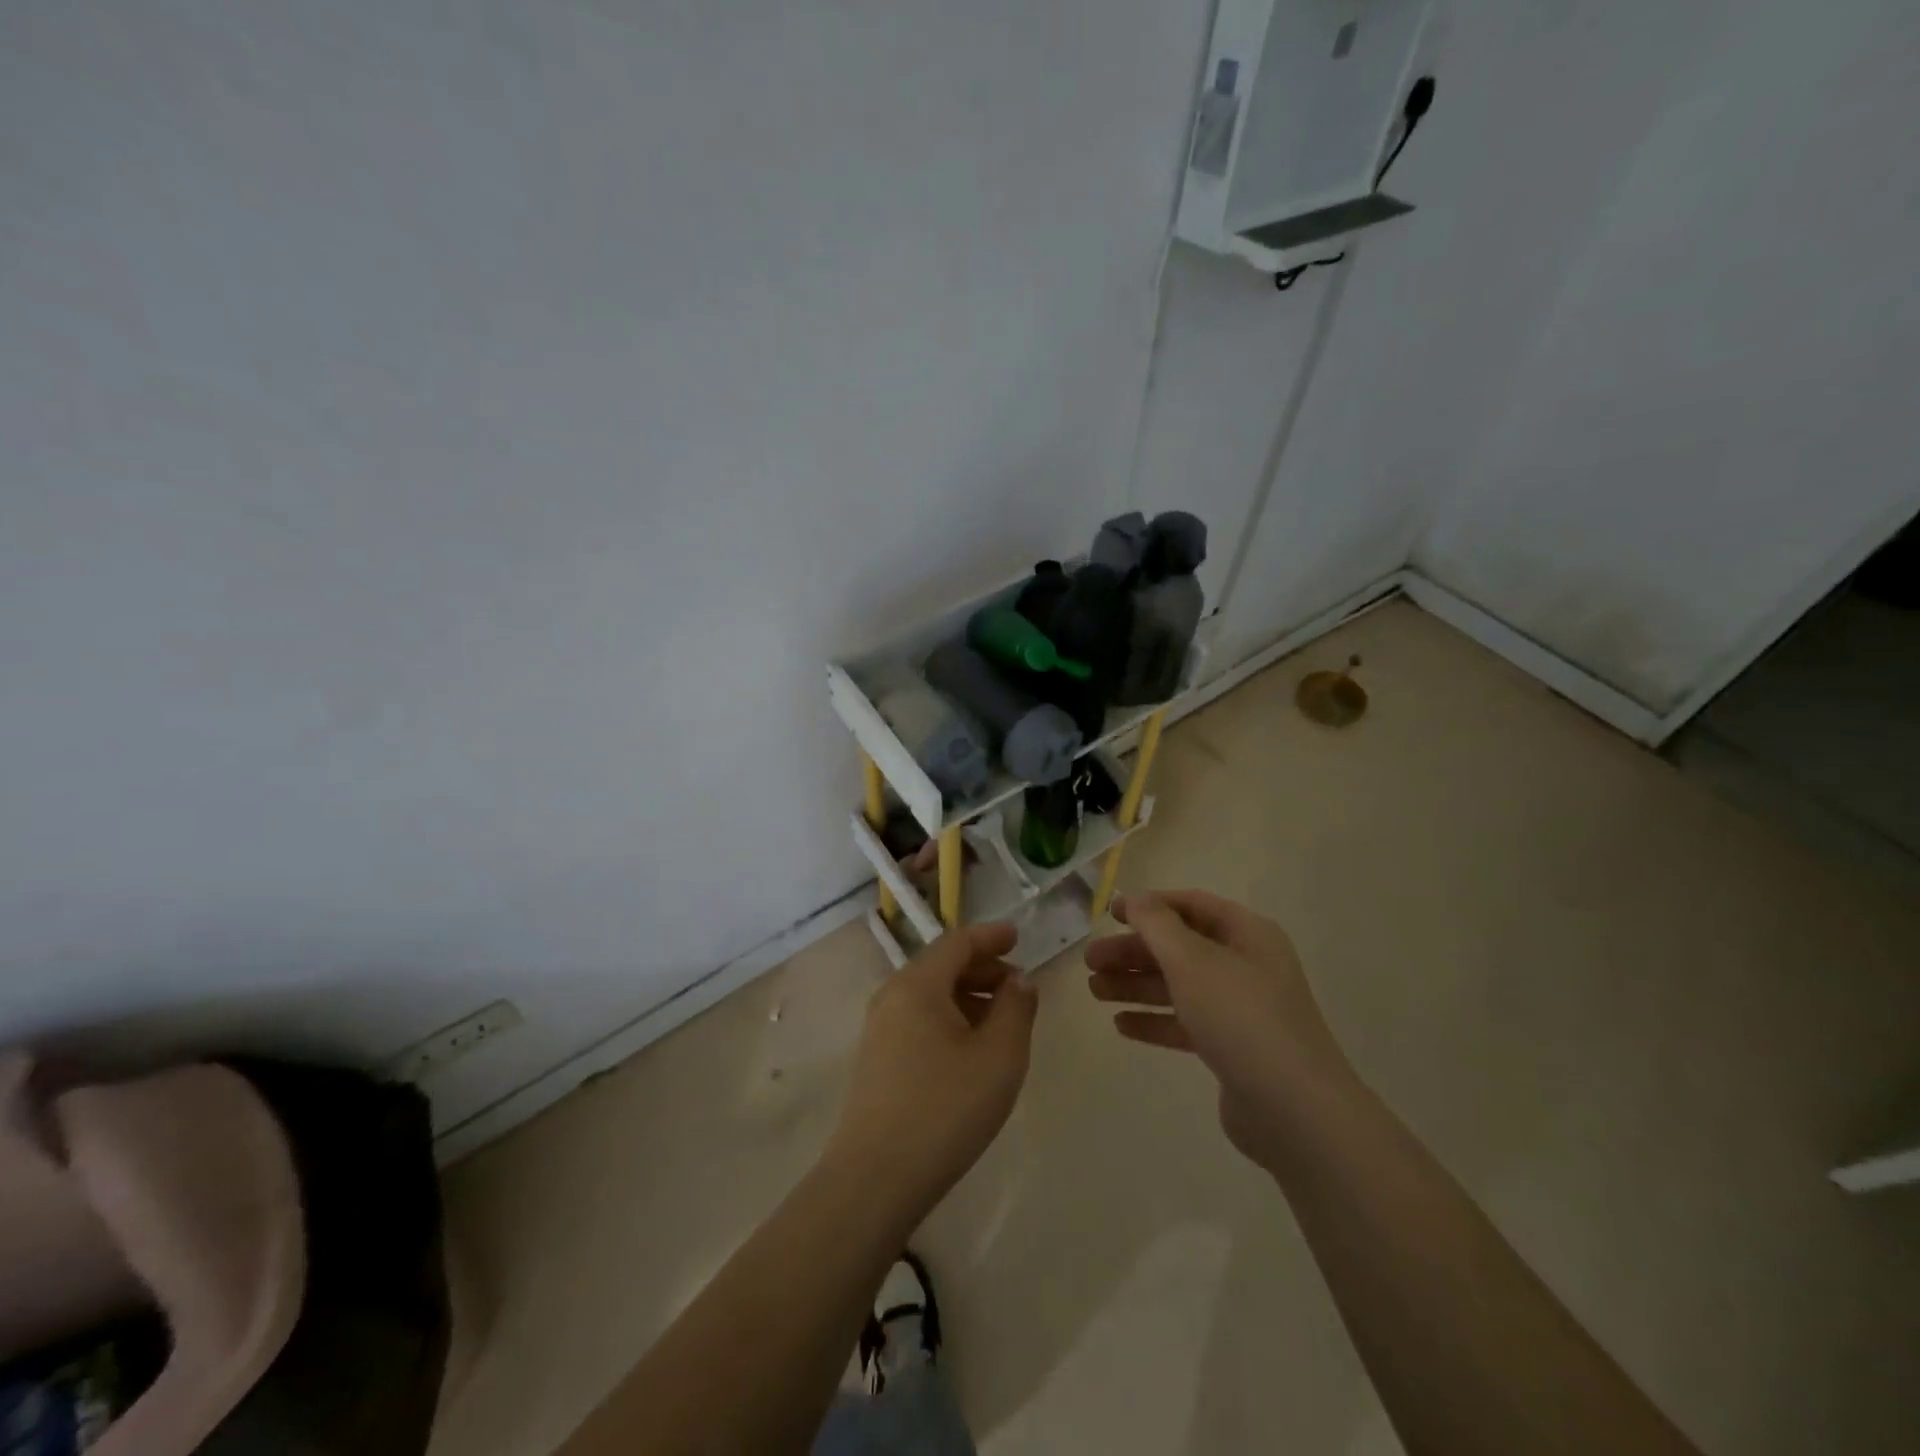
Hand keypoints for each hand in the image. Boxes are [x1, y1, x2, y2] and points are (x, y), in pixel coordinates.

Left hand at [828, 923, 1036, 1221]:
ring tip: (1002, 1019)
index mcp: (918, 984)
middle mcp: (892, 996)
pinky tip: (972, 1048)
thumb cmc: (946, 1108)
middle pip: (942, 965)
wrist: (876, 1178)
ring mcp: (880, 1028)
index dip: (990, 937)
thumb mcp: (999, 1056)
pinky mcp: (877, 1058)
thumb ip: (1016, 1009)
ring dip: (968, 995)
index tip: (1018, 938)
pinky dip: (950, 1018)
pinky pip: (919, 1019)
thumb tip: (1018, 981)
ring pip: (930, 994)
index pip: (957, 942)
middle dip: (983, 968)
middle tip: (1018, 986)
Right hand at [1086, 890, 1356, 1170]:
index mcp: (1247, 934)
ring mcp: (1241, 1009)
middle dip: (1134, 952)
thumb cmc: (1241, 1018)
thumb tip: (1136, 899)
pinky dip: (1155, 1020)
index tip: (1110, 914)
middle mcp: (1247, 965)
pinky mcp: (1233, 1049)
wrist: (1295, 1111)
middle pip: (1180, 948)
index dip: (1150, 905)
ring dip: (1136, 985)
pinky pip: (1186, 1024)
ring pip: (1179, 987)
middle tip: (1090, 962)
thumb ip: (1157, 925)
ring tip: (1094, 992)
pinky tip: (1121, 1025)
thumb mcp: (1193, 961)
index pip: (1192, 905)